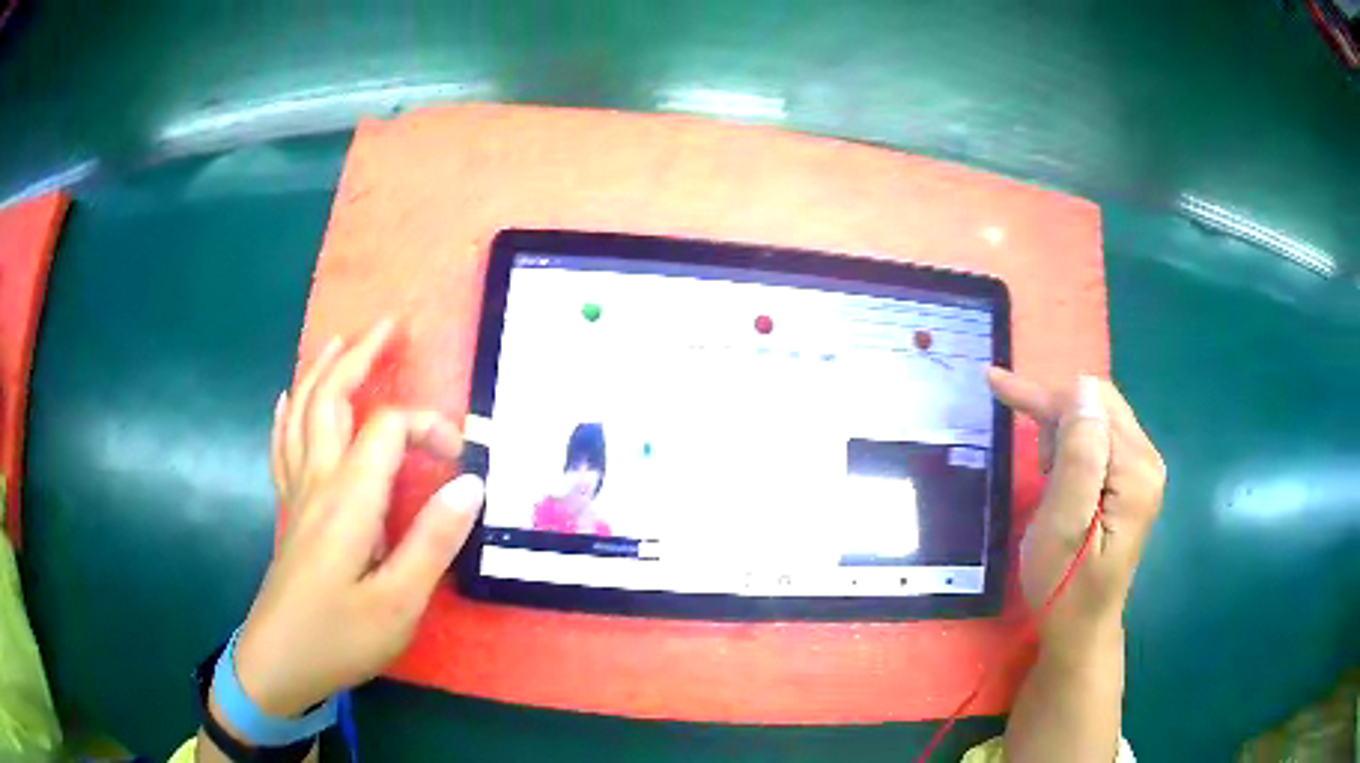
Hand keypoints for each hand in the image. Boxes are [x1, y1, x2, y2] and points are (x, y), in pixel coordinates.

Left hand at [230, 319, 484, 716]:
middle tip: (389, 325)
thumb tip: (470, 482)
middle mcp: (318, 481)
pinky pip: (283, 446)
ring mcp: (298, 494)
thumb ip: (433, 541)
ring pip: (303, 413)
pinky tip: (289, 398)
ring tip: (340, 340)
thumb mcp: (398, 604)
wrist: (279, 664)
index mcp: (347, 500)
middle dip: (360, 357)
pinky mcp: (290, 512)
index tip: (462, 456)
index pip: (388, 430)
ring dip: (323, 371)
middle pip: (331, 399)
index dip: (429, 426)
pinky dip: (288, 412)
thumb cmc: (339, 638)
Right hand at [988, 369, 1165, 649]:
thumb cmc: (1064, 587)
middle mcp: (1147, 459)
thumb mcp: (1063, 526)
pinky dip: (1070, 447)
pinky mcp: (1132, 481)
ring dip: (1062, 434)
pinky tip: (1061, 477)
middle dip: (1055, 416)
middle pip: (1098, 404)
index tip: (996, 385)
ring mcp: (1142, 470)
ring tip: (1048, 480)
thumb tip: (1081, 389)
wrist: (1080, 630)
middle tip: (1034, 463)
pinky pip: (1099, 439)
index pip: (1092, 403)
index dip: (1046, 397)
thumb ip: (1078, 457)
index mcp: (1136, 469)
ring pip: (1096, 418)